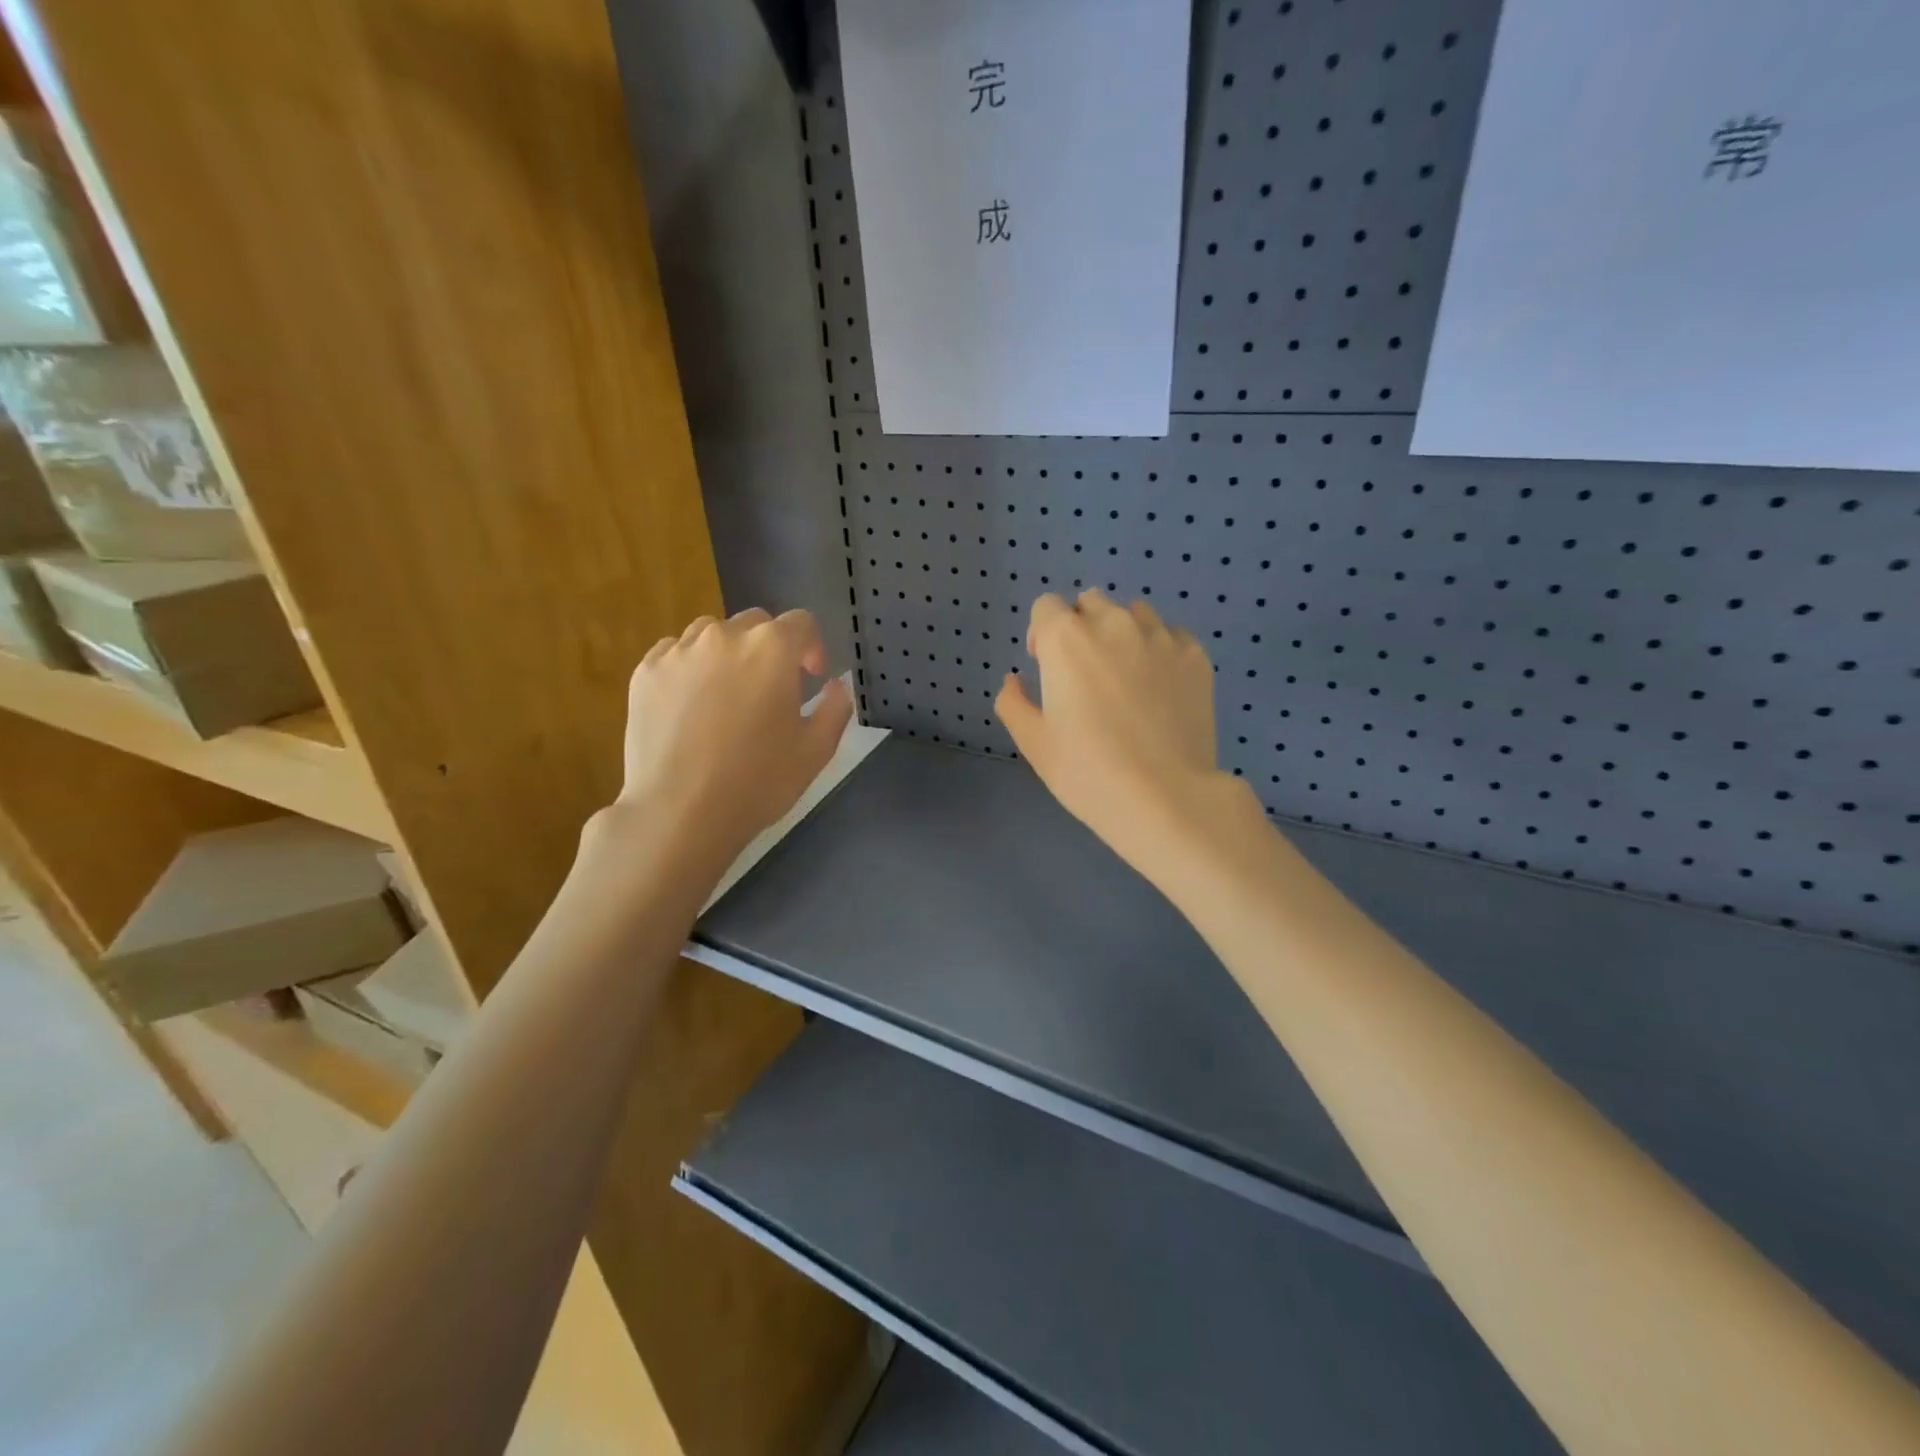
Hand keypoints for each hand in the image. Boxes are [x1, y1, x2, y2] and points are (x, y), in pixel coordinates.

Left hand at [619, 607, 852, 861]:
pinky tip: (692, 704)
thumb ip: (836, 708)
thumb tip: (837, 685)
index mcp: (771, 648)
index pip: (801, 623)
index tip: (812, 678)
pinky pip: (675, 653)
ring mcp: (678, 651)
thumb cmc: (758, 781)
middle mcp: (723, 636)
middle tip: (771, 690)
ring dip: (729, 653)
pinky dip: (690, 667)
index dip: (812, 647)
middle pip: (755, 624)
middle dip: (770, 648)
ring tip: (728, 694)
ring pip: (711, 634)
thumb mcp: (816, 750)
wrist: (679, 812)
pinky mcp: (645, 672)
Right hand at [996, 590, 1242, 875]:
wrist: (1165, 797)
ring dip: (1121, 632)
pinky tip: (1159, 687)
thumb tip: (1015, 681)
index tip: (1047, 667)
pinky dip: (1158, 649)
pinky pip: (1170, 635)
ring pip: (1132, 613)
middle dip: (1080, 627)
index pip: (1046, 606)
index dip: (1041, 633)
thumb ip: (1013, 702)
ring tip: (1125, 677)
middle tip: (1084, 673)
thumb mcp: (1034, 743)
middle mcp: (1112, 623)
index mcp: (1066, 639)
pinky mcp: (1195, 655)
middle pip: (1090, 602)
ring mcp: (1159, 636)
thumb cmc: (1088, 771)